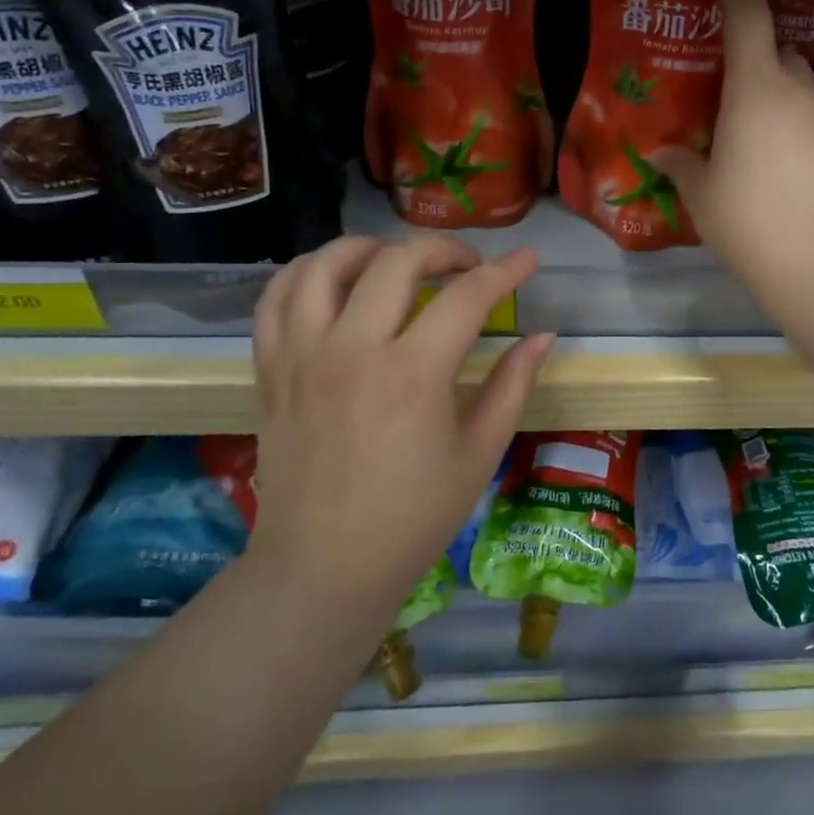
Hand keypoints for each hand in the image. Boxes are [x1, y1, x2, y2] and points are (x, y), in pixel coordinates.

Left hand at [246, 235, 553, 607]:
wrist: (323, 567)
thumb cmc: (413, 516)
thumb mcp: (480, 452)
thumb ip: (513, 384)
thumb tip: (543, 335)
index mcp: (413, 374)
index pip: (468, 295)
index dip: (506, 270)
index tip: (528, 259)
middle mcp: (352, 350)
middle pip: (397, 261)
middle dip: (443, 248)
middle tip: (467, 266)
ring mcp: (302, 356)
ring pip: (326, 264)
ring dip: (370, 248)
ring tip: (397, 261)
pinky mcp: (270, 369)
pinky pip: (276, 297)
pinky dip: (306, 272)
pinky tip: (335, 280)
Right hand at [651, 0, 813, 301]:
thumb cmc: (752, 224)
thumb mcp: (702, 195)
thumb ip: (682, 164)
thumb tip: (662, 151)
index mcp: (755, 87)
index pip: (744, 5)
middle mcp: (797, 89)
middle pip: (775, 50)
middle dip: (751, 59)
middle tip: (721, 96)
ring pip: (794, 89)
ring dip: (769, 101)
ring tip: (745, 148)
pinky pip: (809, 121)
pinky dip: (789, 132)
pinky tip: (775, 174)